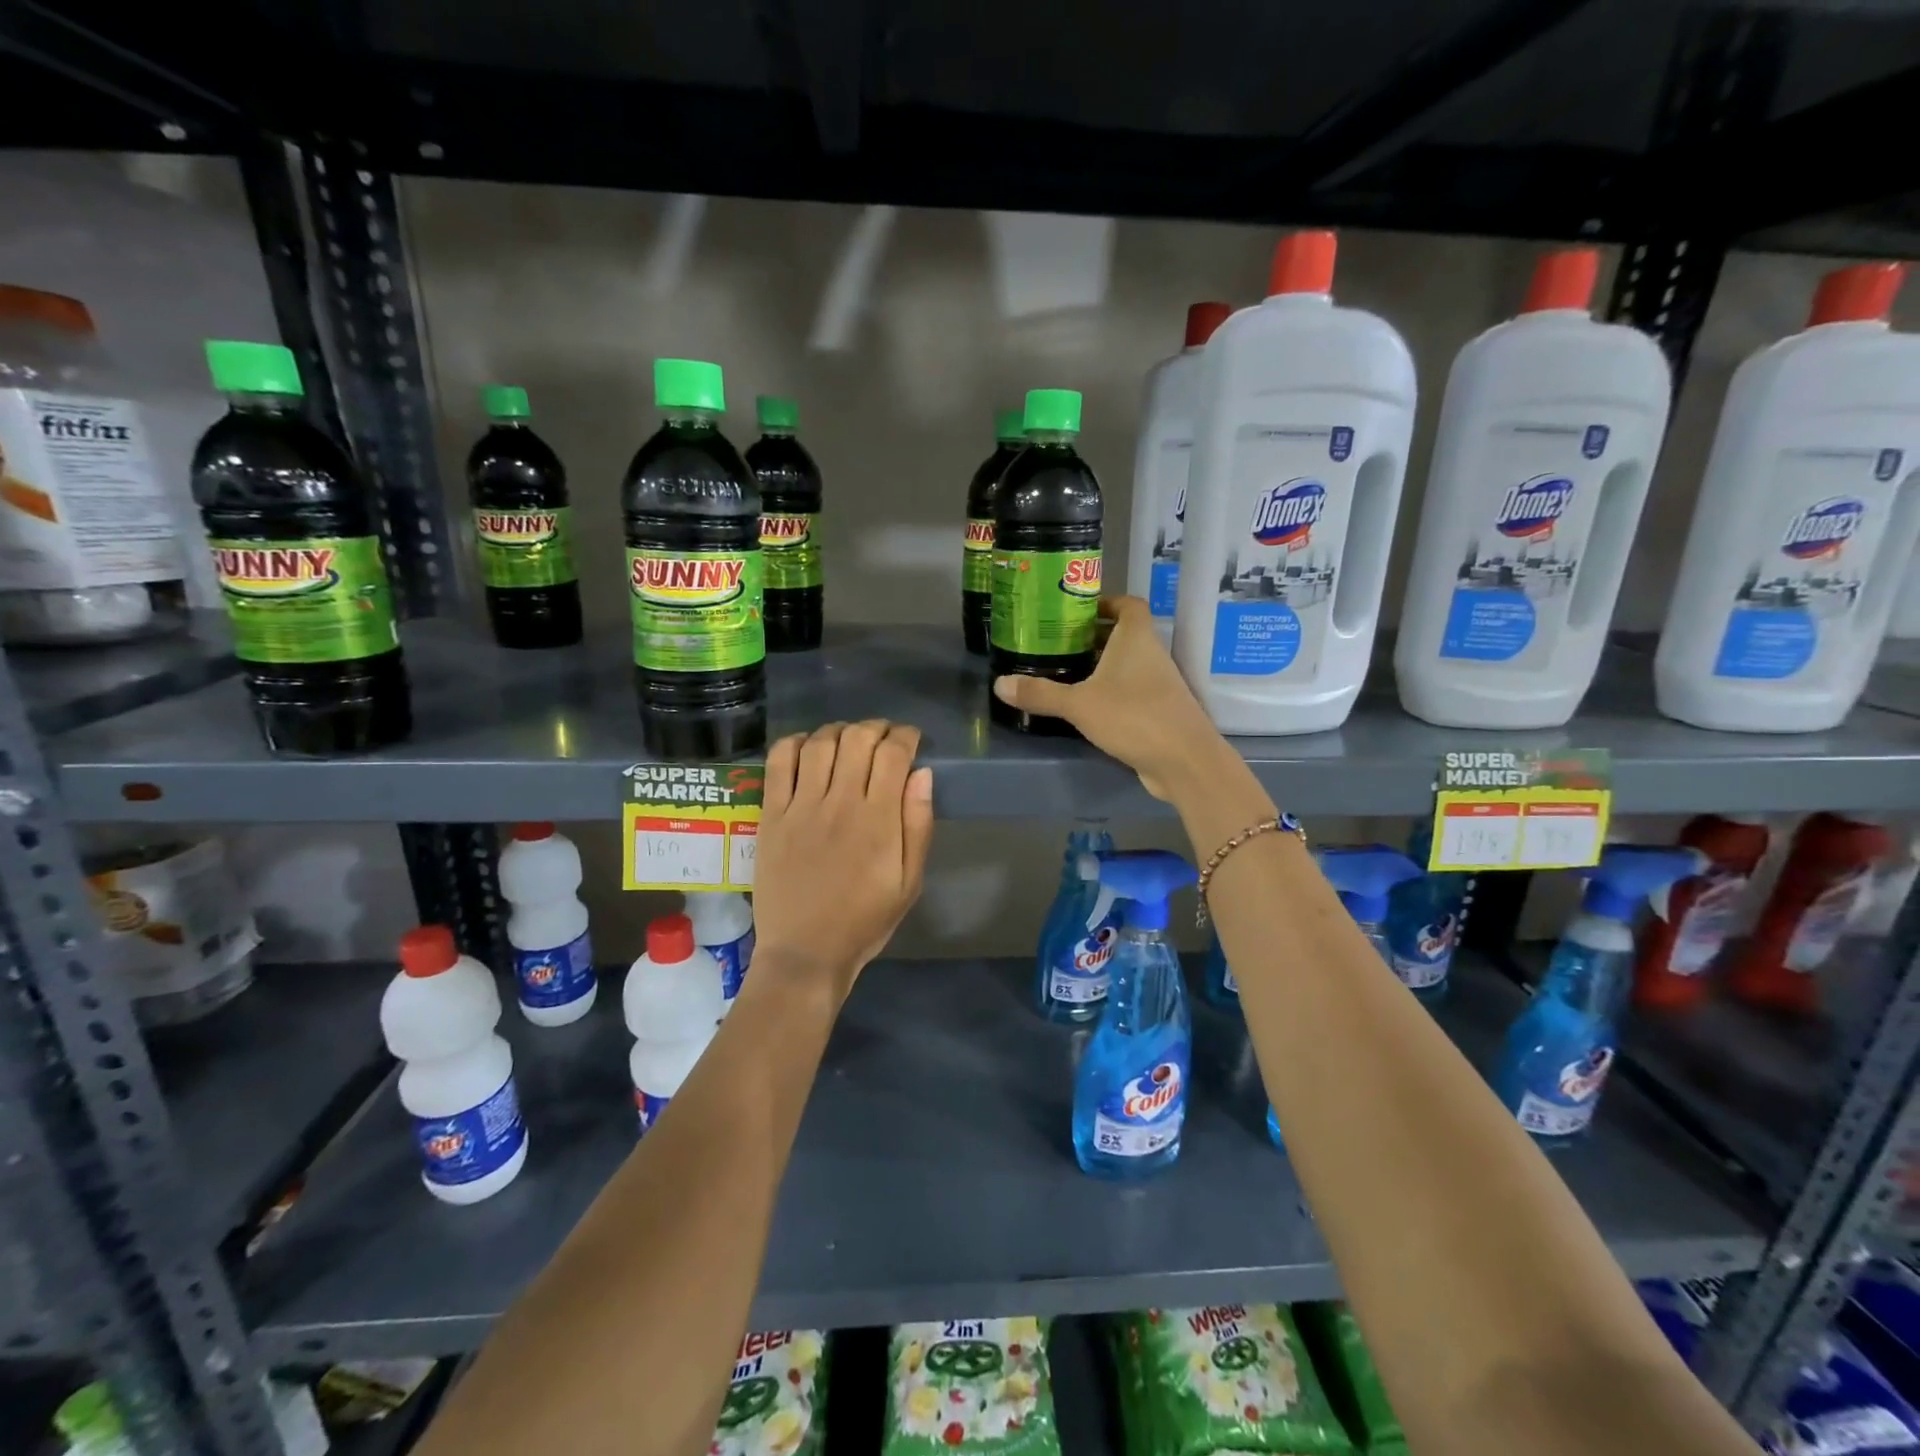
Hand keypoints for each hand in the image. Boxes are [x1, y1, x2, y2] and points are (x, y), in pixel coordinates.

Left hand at [752, 720, 934, 1000]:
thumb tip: (922, 774)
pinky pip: (778, 763)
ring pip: (820, 743)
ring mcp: (801, 807)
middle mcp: (839, 803)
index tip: (911, 740)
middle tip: (882, 737)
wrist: (805, 952)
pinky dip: (794, 743)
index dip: (905, 736)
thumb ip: (918, 825)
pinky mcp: (771, 815)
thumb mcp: (909, 882)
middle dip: (875, 728)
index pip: (893, 754)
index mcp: (878, 819)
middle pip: (857, 739)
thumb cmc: (864, 920)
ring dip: (838, 730)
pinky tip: (806, 746)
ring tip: (847, 739)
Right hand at [992, 596, 1232, 801]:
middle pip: (1123, 635)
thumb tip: (999, 684)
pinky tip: (1085, 707)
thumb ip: (1040, 694)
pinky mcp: (1158, 711)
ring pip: (1126, 665)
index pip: (1128, 605)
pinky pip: (1130, 692)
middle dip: (1093, 637)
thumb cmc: (1134, 716)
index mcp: (1136, 639)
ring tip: (1064, 673)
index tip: (1078, 611)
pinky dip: (1110, 693)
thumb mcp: (1079, 704)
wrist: (1184, 761)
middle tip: (1057, 643)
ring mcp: (1158, 684)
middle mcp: (1151, 655)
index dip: (1106, 602)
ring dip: (1100, 667)